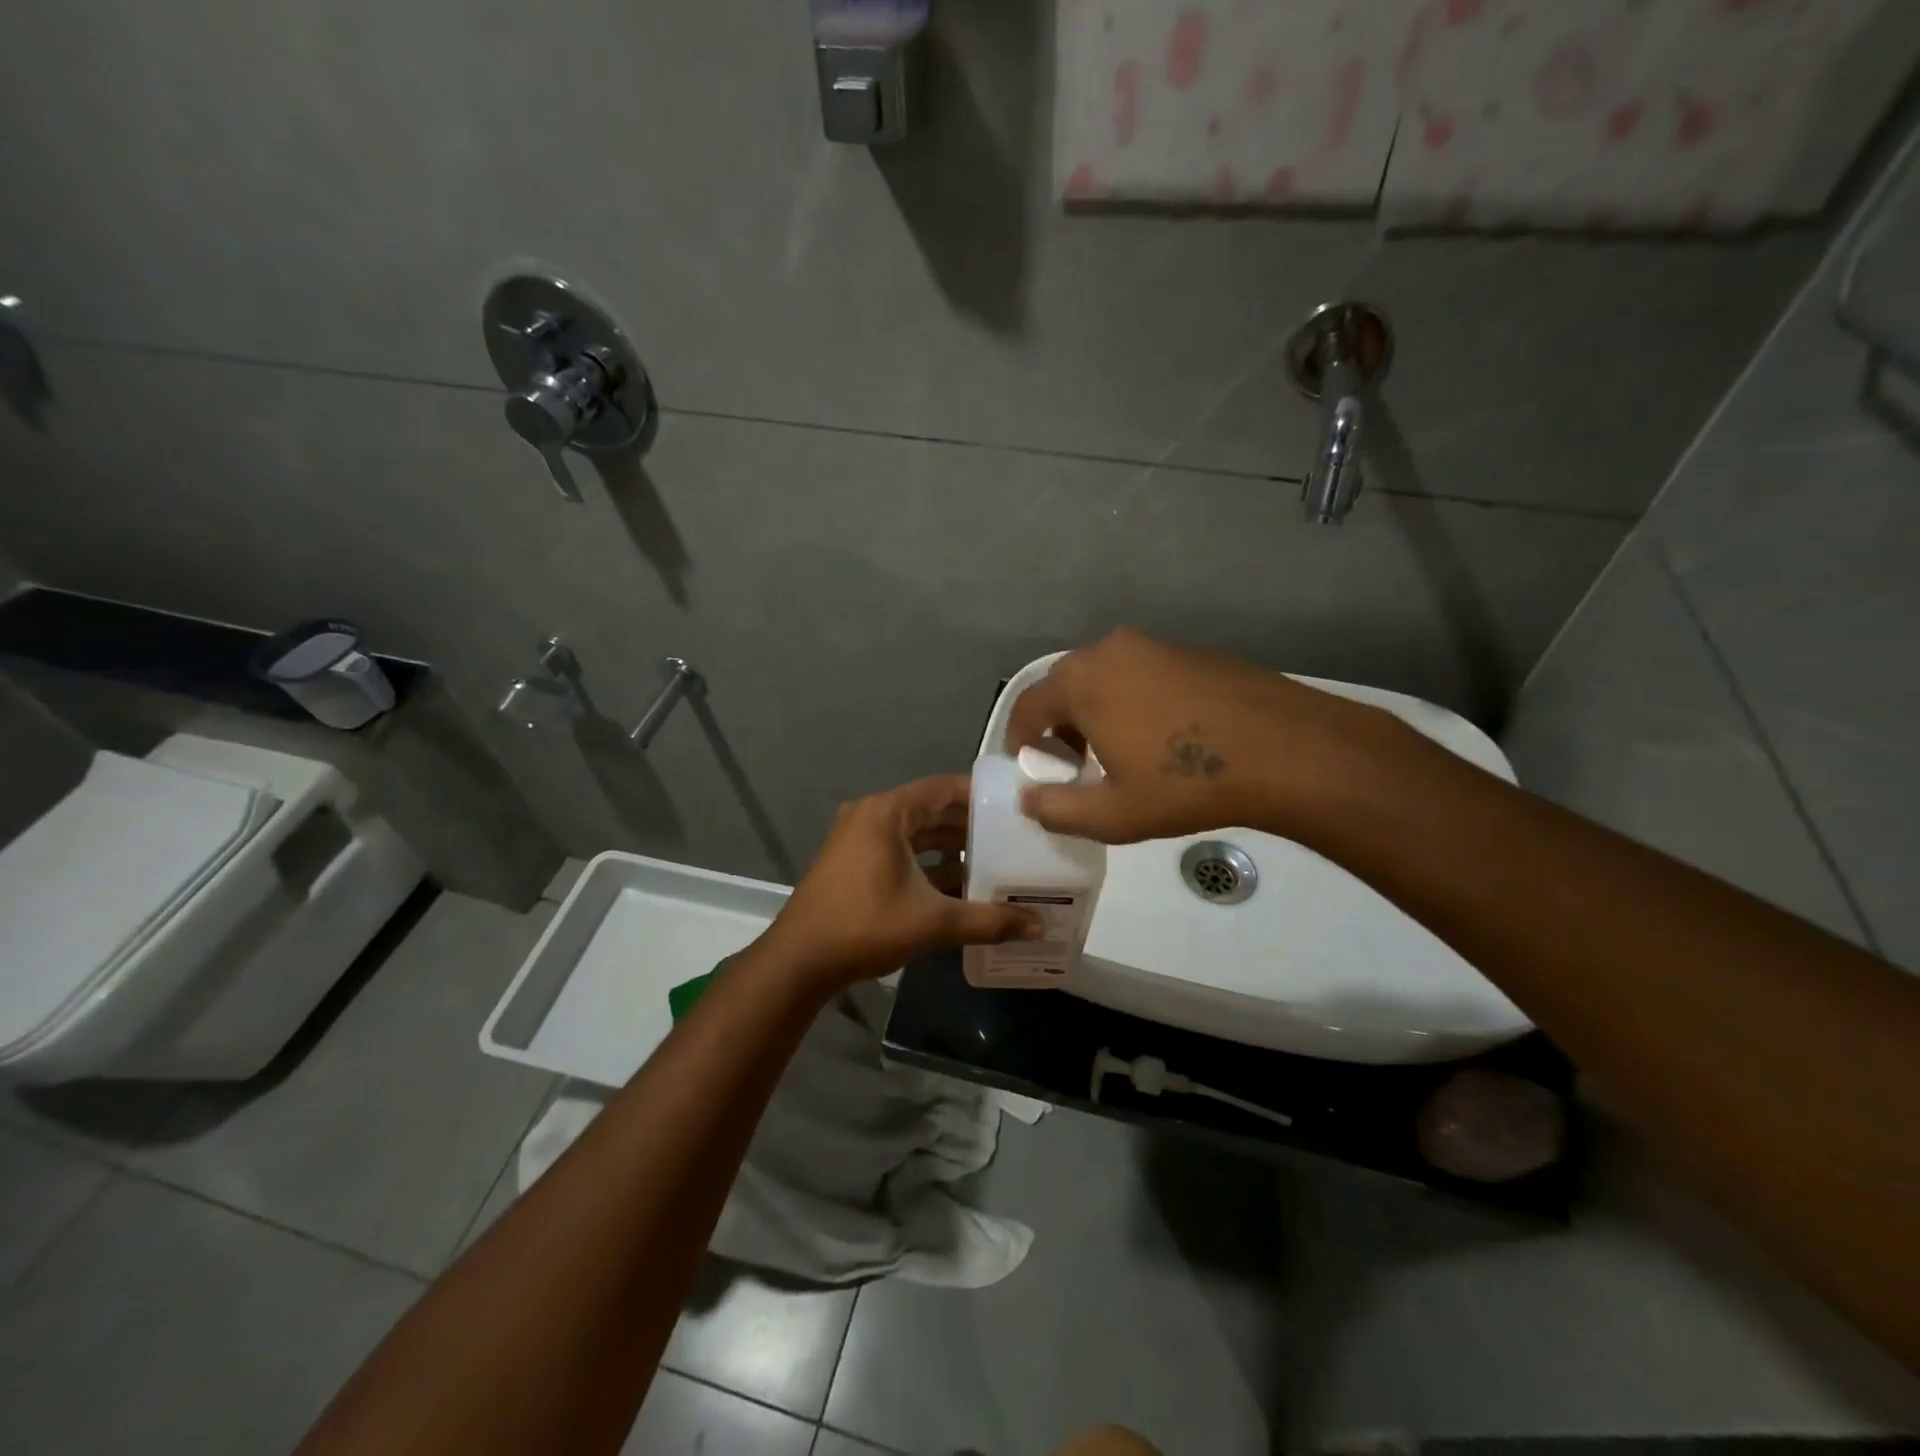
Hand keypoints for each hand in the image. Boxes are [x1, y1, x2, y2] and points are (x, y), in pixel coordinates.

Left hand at [764, 774, 1042, 987]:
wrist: (799, 961)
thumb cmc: (865, 927)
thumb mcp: (933, 923)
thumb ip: (988, 921)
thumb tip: (1039, 925)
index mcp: (887, 812)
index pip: (944, 788)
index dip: (981, 795)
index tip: (1015, 807)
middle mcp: (872, 815)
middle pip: (931, 810)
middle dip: (970, 825)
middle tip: (1012, 838)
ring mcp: (858, 838)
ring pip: (916, 833)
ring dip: (950, 847)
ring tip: (993, 862)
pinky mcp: (853, 861)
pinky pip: (900, 850)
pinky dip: (927, 862)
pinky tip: (958, 886)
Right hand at [1006, 627, 1412, 843]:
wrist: (1284, 750)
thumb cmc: (1185, 784)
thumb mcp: (1112, 815)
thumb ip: (1056, 809)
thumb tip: (1027, 799)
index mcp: (1082, 683)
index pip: (1027, 705)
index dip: (1018, 737)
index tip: (1024, 764)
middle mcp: (1110, 651)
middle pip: (1063, 684)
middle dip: (1055, 722)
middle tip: (1068, 761)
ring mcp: (1153, 645)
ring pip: (1102, 675)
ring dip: (1093, 708)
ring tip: (1113, 749)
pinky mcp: (1189, 651)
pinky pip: (1139, 672)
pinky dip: (1129, 698)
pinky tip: (1158, 733)